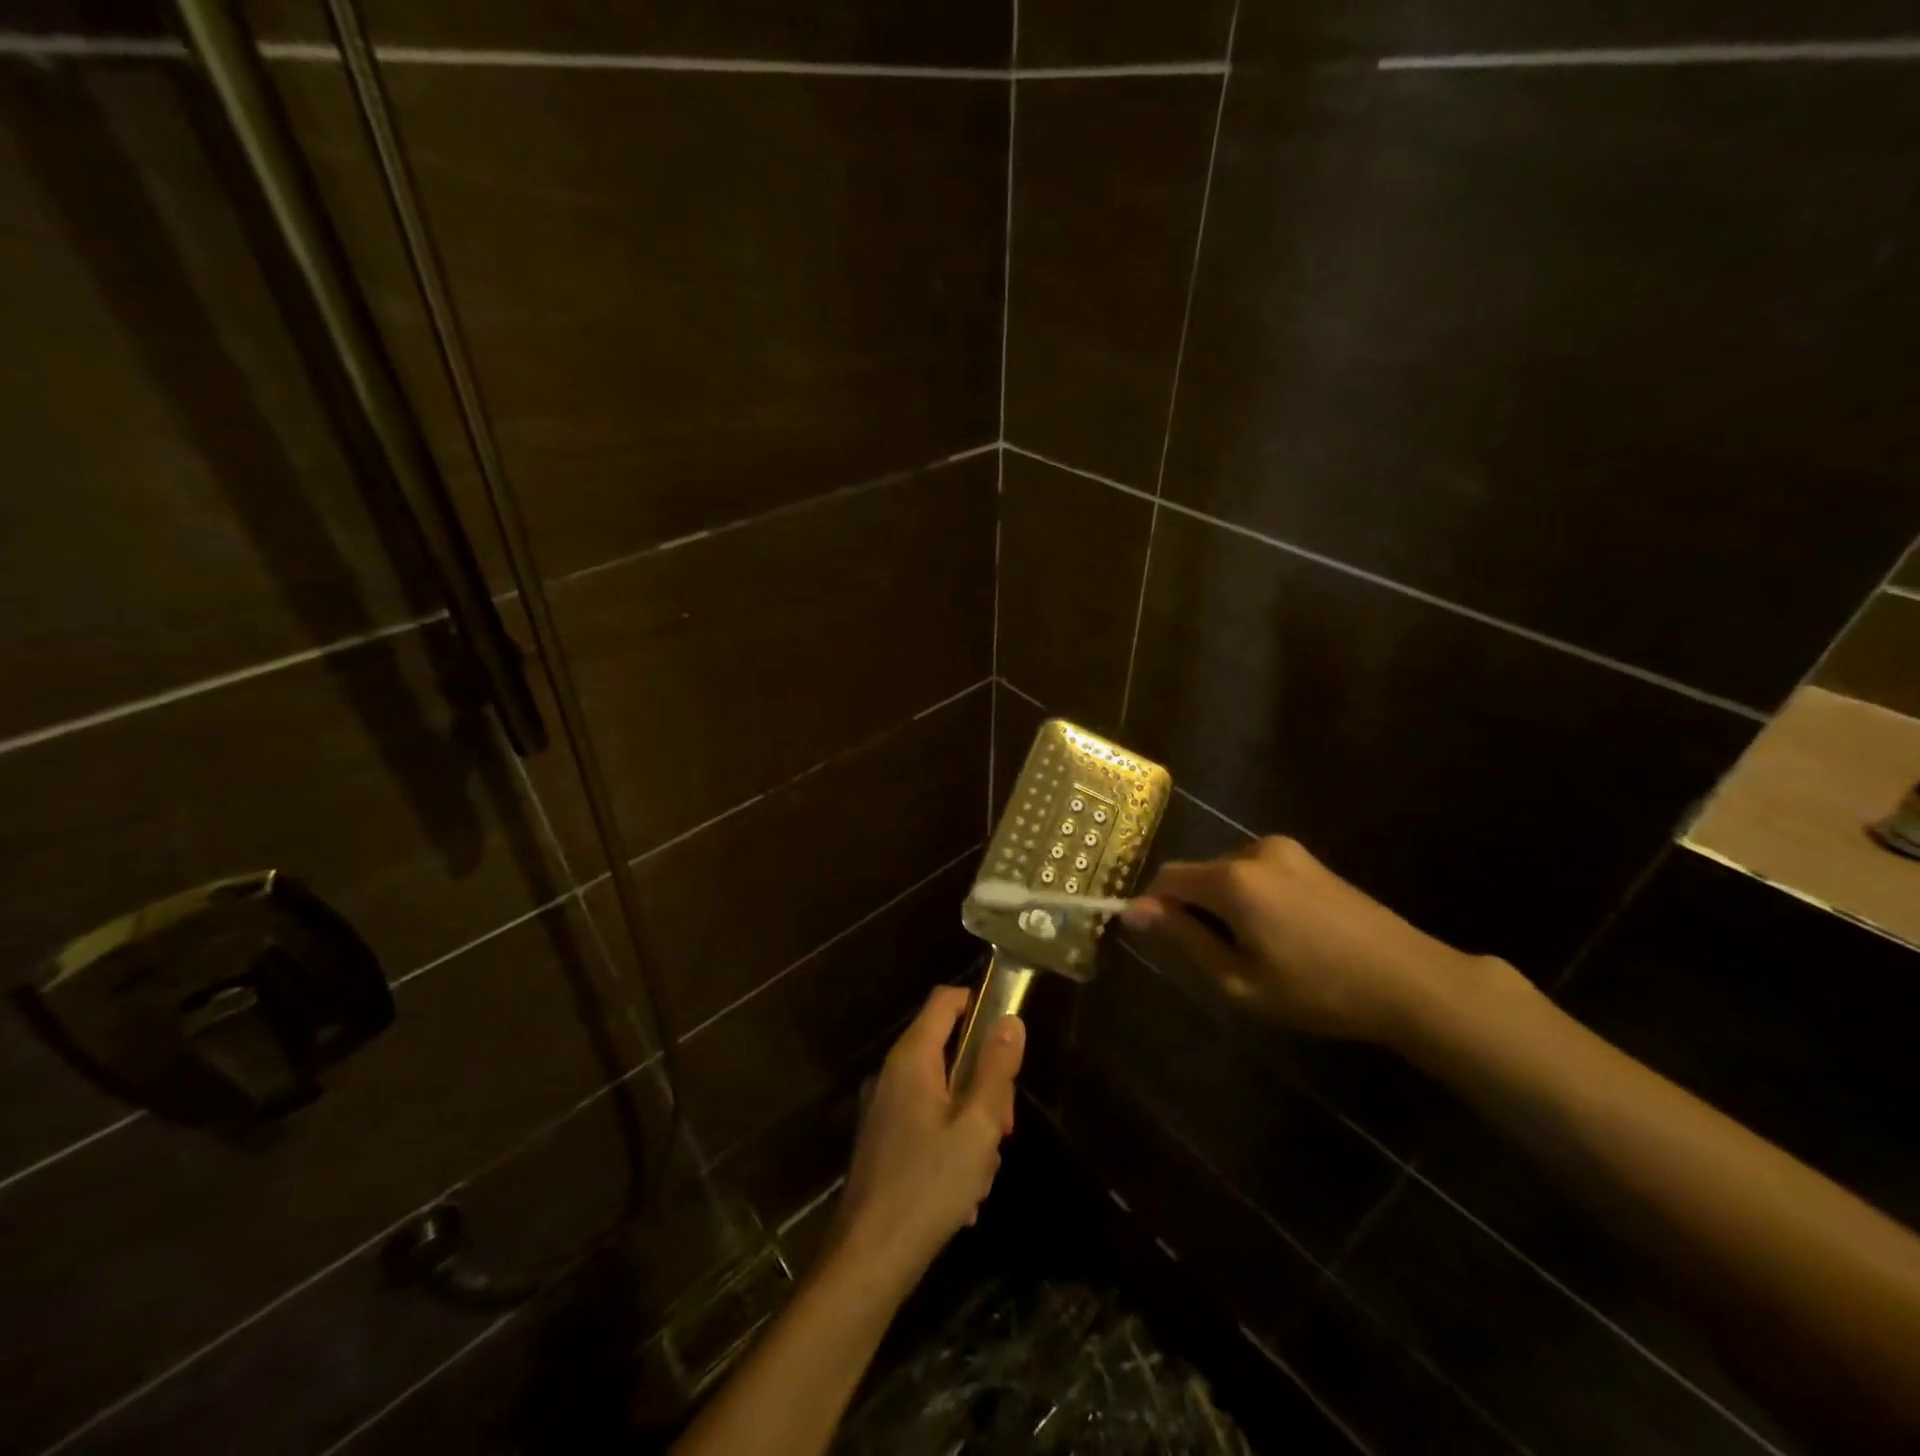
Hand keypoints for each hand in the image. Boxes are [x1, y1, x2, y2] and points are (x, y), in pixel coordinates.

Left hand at [826, 986, 1024, 1288]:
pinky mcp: (883, 1139)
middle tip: (1004, 1127)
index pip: (945, 1000)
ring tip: (981, 1171)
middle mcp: (893, 1073)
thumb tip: (1010, 1021)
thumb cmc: (928, 1186)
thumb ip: (996, 1070)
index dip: (980, 1005)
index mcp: (912, 1058)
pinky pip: (928, 1121)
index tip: (1008, 1042)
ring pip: (943, 1092)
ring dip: (971, 1123)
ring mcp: (884, 1107)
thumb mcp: (978, 1126)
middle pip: (949, 1049)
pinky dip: (950, 1144)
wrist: (868, 1260)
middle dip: (984, 1083)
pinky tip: (962, 1192)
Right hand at [1123, 835, 1505, 1047]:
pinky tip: (1282, 933)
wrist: (1409, 979)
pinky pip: (1256, 872)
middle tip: (1220, 958)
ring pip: (1227, 874)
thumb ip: (1183, 939)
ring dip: (1224, 904)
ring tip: (1257, 950)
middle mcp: (1253, 851)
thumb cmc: (1317, 989)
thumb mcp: (1239, 980)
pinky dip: (1251, 897)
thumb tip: (1134, 911)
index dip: (1155, 907)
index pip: (1167, 879)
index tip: (1163, 943)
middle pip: (1198, 874)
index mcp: (1233, 879)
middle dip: (1194, 909)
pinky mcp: (1308, 858)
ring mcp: (1286, 850)